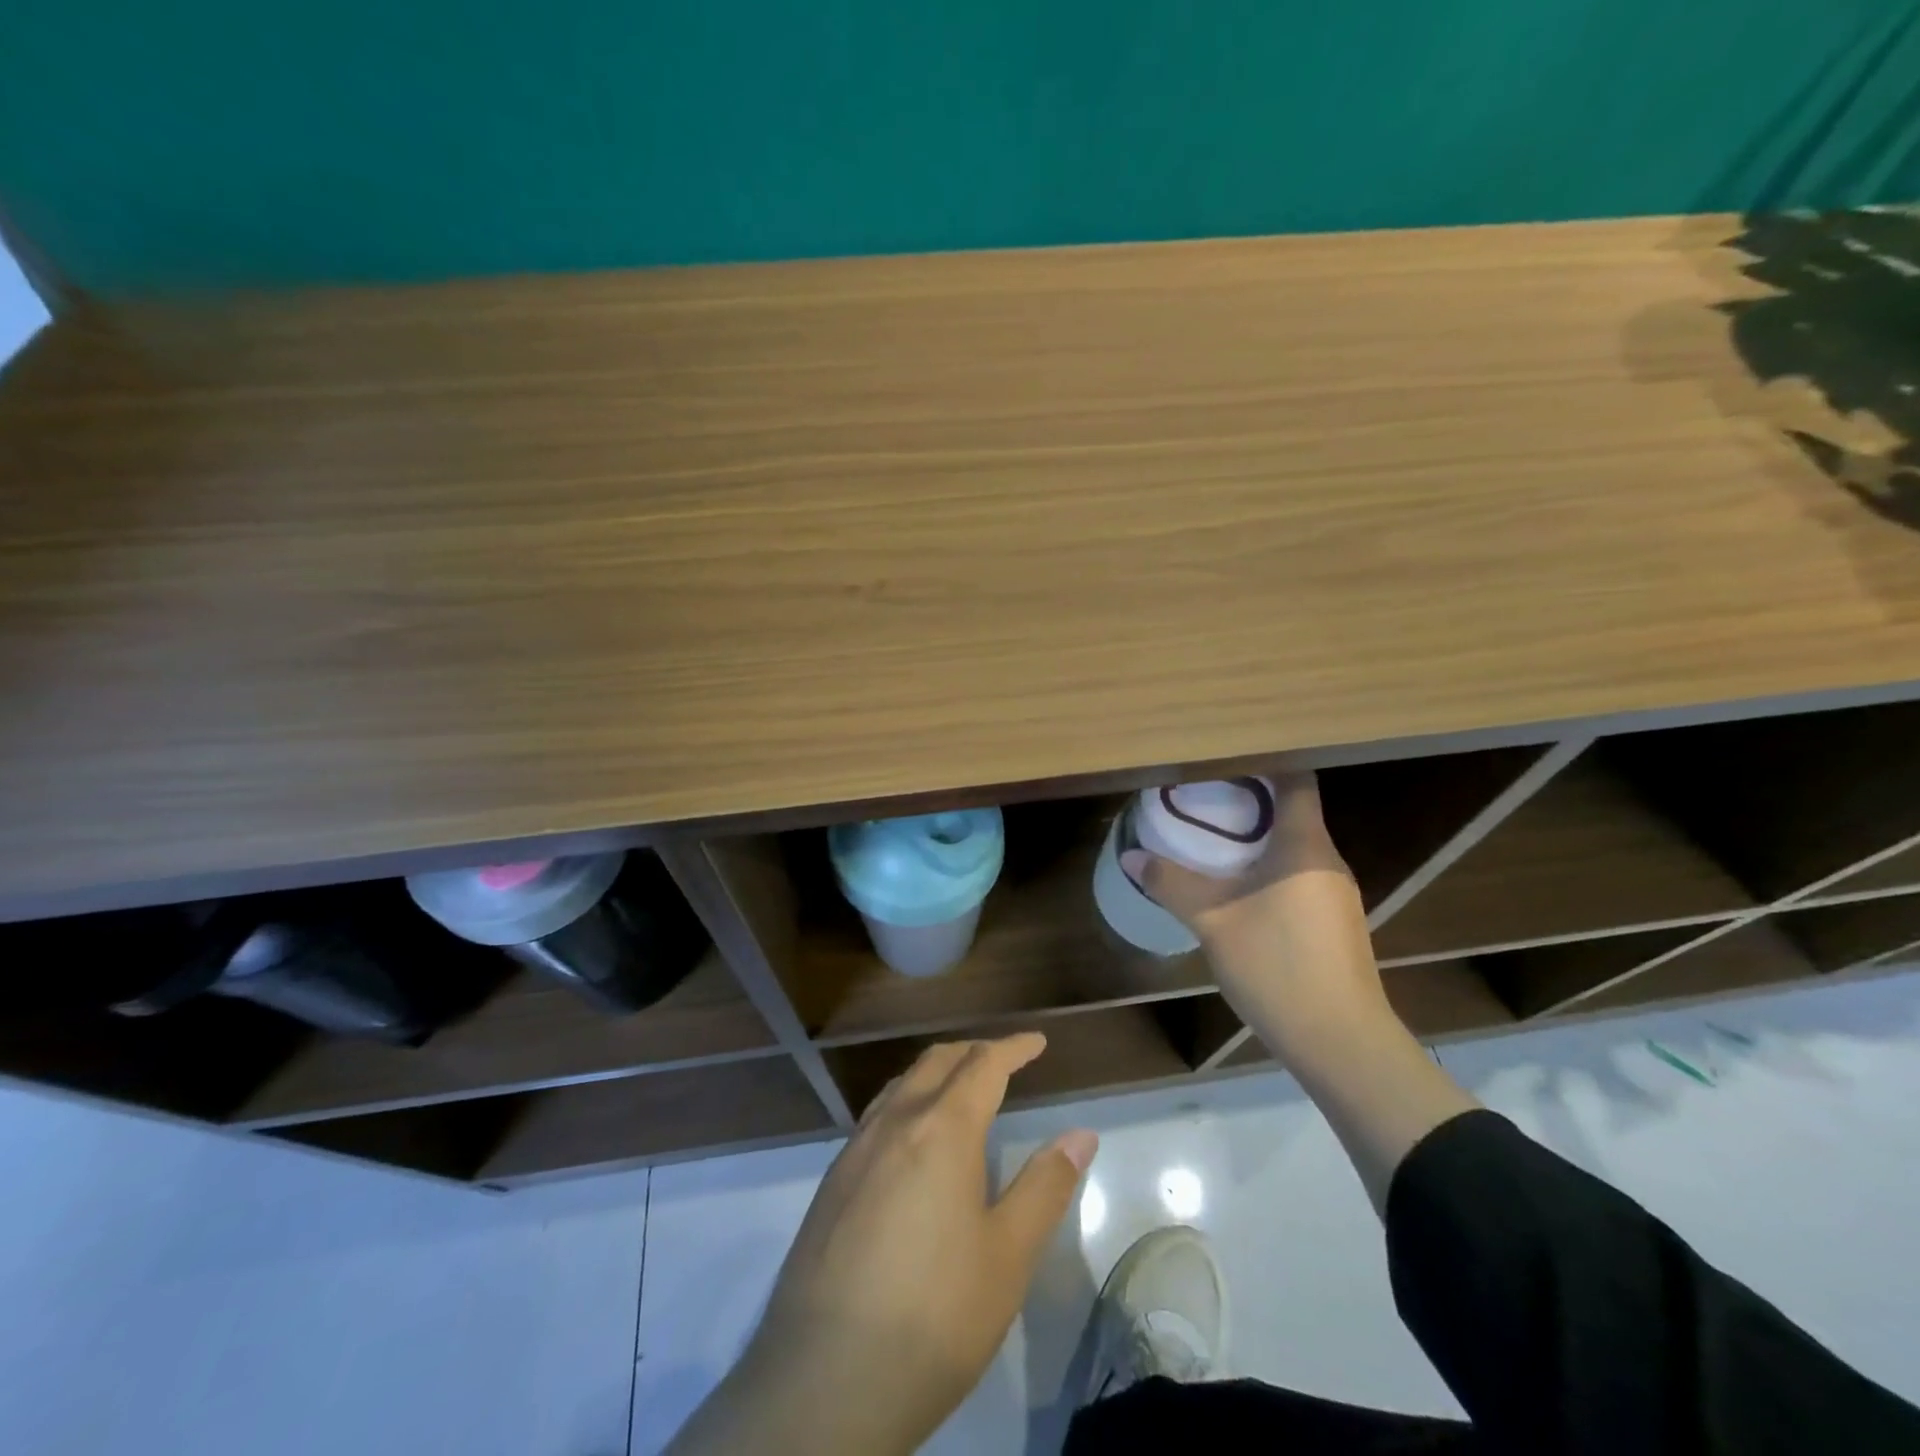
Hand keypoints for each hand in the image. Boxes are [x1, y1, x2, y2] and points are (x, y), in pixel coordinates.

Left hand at [669, 1033, 1096, 1455]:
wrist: (824, 1381)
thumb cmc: (934, 1315)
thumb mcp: (1007, 1256)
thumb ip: (1045, 1186)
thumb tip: (1080, 1134)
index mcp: (941, 1129)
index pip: (983, 1065)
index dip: (1013, 1048)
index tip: (1037, 1042)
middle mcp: (894, 1123)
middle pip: (936, 1062)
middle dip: (974, 1051)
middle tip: (1004, 1060)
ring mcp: (855, 1150)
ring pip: (901, 1085)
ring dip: (936, 1073)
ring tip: (961, 1090)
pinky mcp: (832, 1182)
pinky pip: (877, 1116)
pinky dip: (907, 1103)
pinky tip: (913, 1142)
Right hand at [1120, 772, 1392, 1065]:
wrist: (1340, 1042)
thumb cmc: (1277, 966)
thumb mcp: (1213, 922)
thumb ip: (1171, 884)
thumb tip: (1131, 857)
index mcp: (1305, 846)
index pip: (1296, 780)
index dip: (1264, 762)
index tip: (1224, 756)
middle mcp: (1327, 860)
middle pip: (1292, 812)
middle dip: (1248, 801)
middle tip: (1201, 795)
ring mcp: (1335, 894)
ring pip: (1293, 848)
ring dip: (1256, 839)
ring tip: (1211, 838)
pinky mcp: (1333, 923)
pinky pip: (1297, 876)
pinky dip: (1268, 869)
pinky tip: (1237, 888)